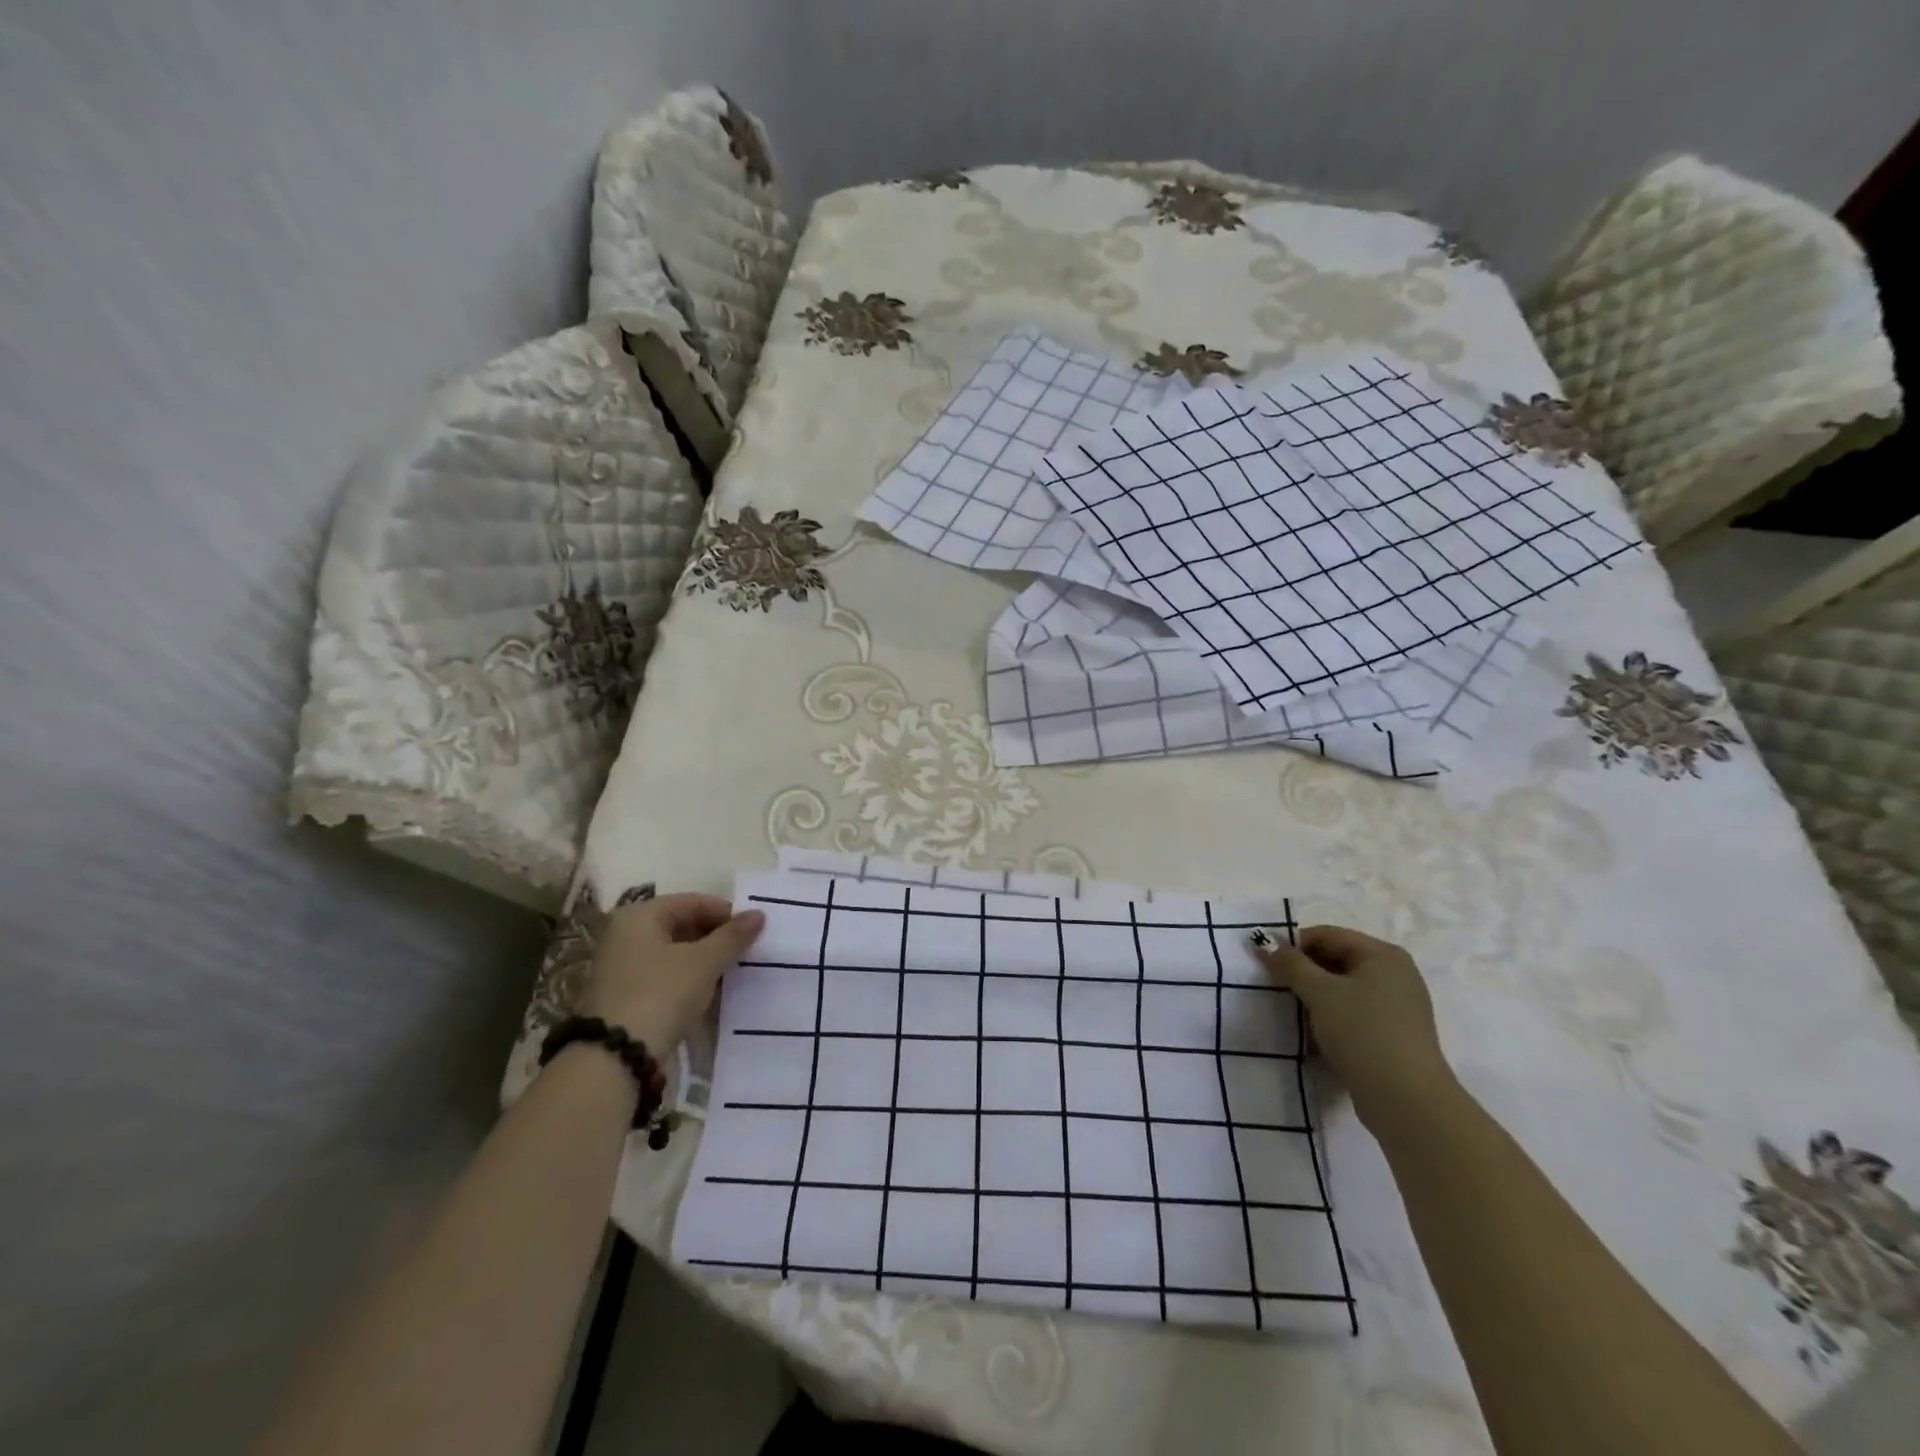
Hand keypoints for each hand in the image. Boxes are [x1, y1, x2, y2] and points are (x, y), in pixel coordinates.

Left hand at [579, 893, 764, 1052]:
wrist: (615, 1057)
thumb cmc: (661, 993)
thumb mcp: (704, 962)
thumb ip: (733, 936)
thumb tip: (759, 914)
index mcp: (640, 915)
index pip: (693, 902)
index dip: (727, 914)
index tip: (754, 931)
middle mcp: (625, 934)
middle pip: (681, 926)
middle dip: (715, 938)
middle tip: (746, 952)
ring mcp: (621, 967)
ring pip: (673, 953)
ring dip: (703, 961)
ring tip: (733, 972)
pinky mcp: (623, 996)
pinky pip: (664, 976)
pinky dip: (687, 980)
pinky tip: (710, 993)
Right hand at [1253, 925, 1459, 1134]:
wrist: (1407, 1101)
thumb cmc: (1363, 1032)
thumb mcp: (1320, 992)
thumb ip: (1289, 963)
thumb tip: (1262, 940)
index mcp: (1383, 955)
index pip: (1327, 935)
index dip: (1293, 944)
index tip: (1264, 962)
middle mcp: (1395, 974)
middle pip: (1336, 959)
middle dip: (1303, 971)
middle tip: (1273, 986)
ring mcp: (1397, 1007)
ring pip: (1343, 989)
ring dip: (1314, 996)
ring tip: (1290, 1010)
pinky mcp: (1393, 1035)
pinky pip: (1353, 1013)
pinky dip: (1330, 1016)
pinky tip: (1313, 1032)